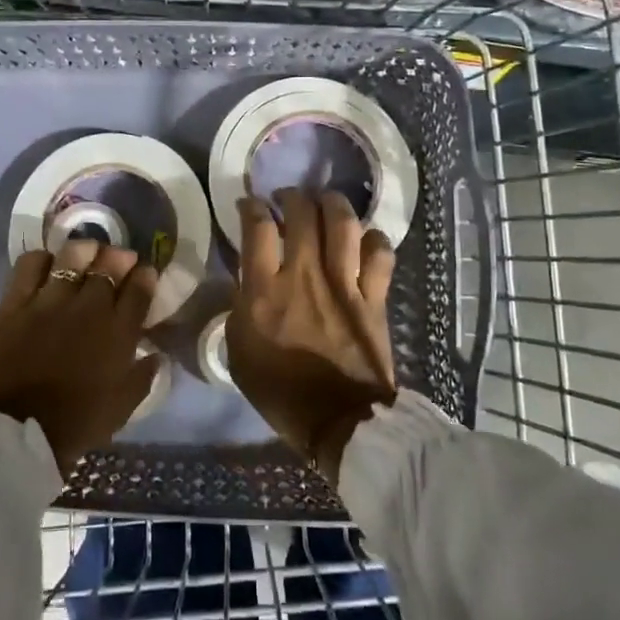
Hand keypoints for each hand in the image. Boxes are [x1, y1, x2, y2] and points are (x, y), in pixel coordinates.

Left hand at [0, 237, 159, 475]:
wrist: (17, 435)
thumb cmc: (76, 424)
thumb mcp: (122, 407)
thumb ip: (143, 377)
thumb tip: (155, 354)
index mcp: (118, 333)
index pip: (140, 289)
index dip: (145, 276)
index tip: (145, 273)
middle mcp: (88, 308)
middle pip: (109, 265)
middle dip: (119, 258)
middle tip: (118, 260)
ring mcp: (49, 302)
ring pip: (73, 256)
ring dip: (85, 251)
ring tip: (86, 253)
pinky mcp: (15, 304)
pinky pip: (30, 266)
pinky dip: (42, 259)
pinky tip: (46, 266)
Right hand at [226, 189, 395, 485]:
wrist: (339, 422)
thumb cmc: (280, 391)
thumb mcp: (239, 350)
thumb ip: (241, 307)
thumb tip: (247, 280)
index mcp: (265, 291)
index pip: (257, 227)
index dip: (251, 207)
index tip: (249, 205)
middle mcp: (304, 276)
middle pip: (302, 213)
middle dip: (292, 197)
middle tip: (288, 200)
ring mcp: (344, 283)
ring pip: (343, 223)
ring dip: (332, 204)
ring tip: (325, 203)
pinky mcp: (374, 297)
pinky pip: (380, 253)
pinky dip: (373, 239)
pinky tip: (365, 240)